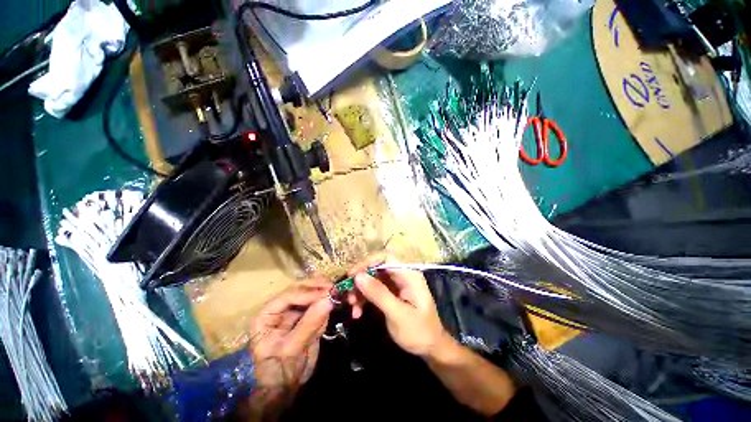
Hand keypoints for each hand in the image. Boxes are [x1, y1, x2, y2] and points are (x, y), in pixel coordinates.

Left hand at [246, 279, 332, 419]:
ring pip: (311, 294)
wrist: (285, 389)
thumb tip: (328, 300)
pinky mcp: (308, 317)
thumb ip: (309, 324)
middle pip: (300, 290)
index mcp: (268, 315)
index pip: (288, 296)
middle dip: (317, 288)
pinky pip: (319, 306)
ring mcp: (295, 312)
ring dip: (324, 292)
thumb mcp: (291, 350)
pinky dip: (327, 303)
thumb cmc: (278, 372)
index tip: (326, 293)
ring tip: (337, 293)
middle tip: (334, 288)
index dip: (308, 293)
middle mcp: (281, 309)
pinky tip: (335, 302)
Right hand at [346, 252, 450, 357]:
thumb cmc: (419, 331)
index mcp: (409, 274)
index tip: (352, 275)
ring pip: (373, 279)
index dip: (368, 262)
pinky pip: (374, 290)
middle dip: (361, 280)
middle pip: (376, 268)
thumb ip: (379, 294)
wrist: (430, 349)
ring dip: (360, 291)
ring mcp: (396, 284)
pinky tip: (357, 312)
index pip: (386, 257)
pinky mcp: (391, 294)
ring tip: (352, 307)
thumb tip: (358, 276)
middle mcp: (402, 275)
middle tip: (348, 295)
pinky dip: (364, 299)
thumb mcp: (398, 314)